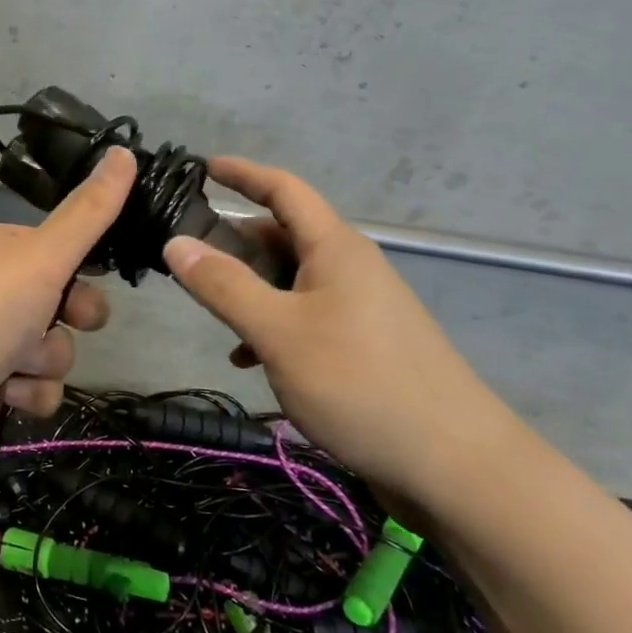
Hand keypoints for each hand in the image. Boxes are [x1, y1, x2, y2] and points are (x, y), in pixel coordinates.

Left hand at [0, 145, 138, 490]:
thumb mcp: (40, 257)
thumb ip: (88, 213)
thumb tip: (124, 152)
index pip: (56, 247)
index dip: (82, 263)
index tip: (99, 273)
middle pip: (61, 299)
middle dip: (72, 315)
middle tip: (73, 319)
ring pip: (52, 347)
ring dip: (45, 360)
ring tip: (17, 364)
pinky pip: (36, 386)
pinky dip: (29, 392)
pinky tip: (5, 394)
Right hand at [163, 156, 504, 501]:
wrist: (455, 466)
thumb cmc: (360, 383)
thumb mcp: (278, 332)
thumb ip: (224, 285)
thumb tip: (176, 243)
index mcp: (334, 248)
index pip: (284, 189)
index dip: (242, 174)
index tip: (202, 166)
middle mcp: (349, 267)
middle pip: (282, 236)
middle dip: (234, 243)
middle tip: (187, 261)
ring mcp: (360, 307)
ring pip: (290, 280)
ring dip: (250, 290)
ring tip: (212, 314)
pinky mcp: (364, 344)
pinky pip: (305, 316)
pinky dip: (272, 326)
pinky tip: (248, 359)